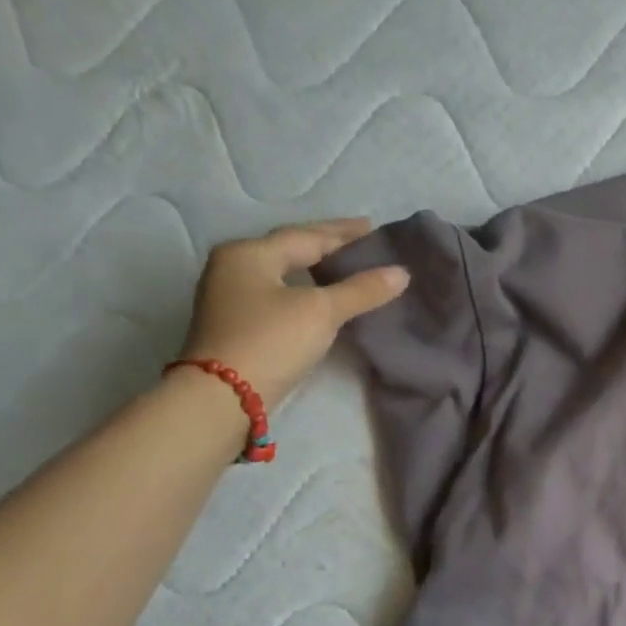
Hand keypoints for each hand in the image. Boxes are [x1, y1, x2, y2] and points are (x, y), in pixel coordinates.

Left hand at [178, 219, 407, 408]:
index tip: (375, 230)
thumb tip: (401, 273)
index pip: (307, 236)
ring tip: (348, 267)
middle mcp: (235, 267)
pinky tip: (324, 295)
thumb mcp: (322, 311)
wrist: (223, 396)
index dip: (344, 233)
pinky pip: (280, 293)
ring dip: (317, 267)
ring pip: (285, 272)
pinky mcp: (237, 323)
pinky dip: (306, 288)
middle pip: (291, 249)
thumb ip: (362, 289)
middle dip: (329, 245)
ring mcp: (232, 296)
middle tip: (364, 242)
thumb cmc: (271, 341)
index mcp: (250, 253)